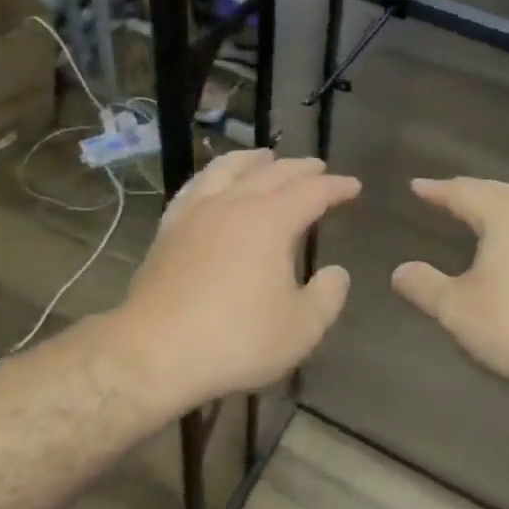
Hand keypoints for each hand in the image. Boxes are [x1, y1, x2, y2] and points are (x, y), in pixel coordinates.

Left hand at [113, 149, 359, 410]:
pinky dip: (213, 175)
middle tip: (318, 168)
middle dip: (300, 169)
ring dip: (253, 160)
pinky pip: (196, 185)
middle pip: (273, 174)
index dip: (336, 187)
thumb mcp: (300, 329)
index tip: (353, 186)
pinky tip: (214, 181)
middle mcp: (235, 203)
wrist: (155, 352)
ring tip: (266, 157)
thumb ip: (327, 296)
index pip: (312, 192)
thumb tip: (337, 272)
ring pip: (229, 168)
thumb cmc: (236, 339)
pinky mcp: (170, 227)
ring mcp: (198, 211)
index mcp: (271, 221)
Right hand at [392, 178, 508, 394]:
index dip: (436, 190)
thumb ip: (424, 286)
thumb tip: (399, 271)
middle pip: (496, 191)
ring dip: (497, 205)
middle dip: (468, 191)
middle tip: (445, 193)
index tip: (416, 185)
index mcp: (505, 214)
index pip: (463, 192)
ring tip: (479, 212)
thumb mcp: (459, 310)